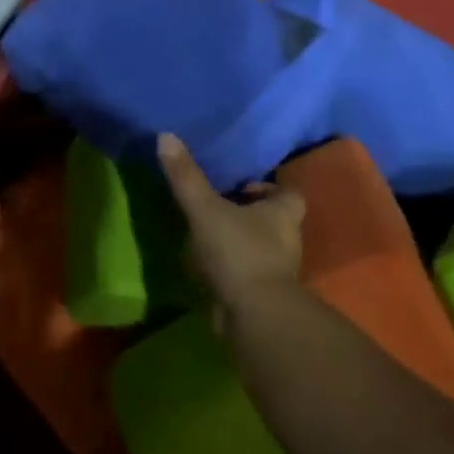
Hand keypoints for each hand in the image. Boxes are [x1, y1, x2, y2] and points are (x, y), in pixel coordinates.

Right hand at [157, 134, 303, 317]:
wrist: (255, 318)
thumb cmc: (238, 252)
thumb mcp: (206, 209)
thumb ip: (186, 176)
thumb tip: (166, 135)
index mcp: (283, 212)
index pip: (287, 192)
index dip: (267, 187)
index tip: (239, 185)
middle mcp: (288, 239)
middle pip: (272, 219)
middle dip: (248, 213)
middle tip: (216, 204)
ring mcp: (277, 270)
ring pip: (259, 247)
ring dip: (238, 241)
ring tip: (205, 233)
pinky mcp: (262, 295)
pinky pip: (246, 273)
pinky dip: (230, 268)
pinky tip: (205, 265)